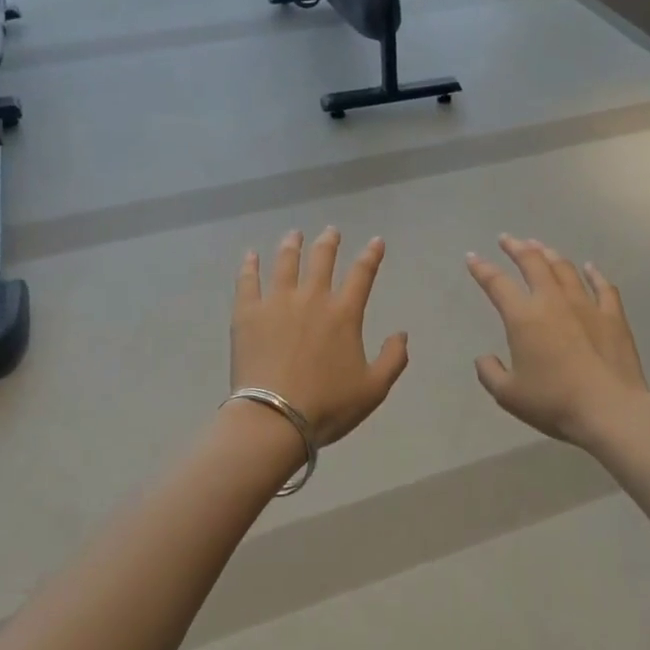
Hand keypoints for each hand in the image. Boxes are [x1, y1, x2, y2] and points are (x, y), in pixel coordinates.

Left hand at [232, 228, 408, 445]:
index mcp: (344, 313)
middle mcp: (312, 298)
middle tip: (331, 231)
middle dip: (329, 242)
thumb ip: (393, 359)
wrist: (275, 418)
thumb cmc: (327, 405)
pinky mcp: (248, 312)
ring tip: (294, 235)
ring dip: (292, 245)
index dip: (371, 255)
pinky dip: (250, 265)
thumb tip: (402, 333)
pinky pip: (248, 280)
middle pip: (322, 259)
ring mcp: (277, 302)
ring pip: (286, 262)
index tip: (376, 241)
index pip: (362, 274)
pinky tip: (250, 255)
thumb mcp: (374, 389)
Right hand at [466, 235, 649, 445]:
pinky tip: (590, 267)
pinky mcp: (613, 316)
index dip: (482, 268)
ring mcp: (586, 305)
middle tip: (507, 239)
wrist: (610, 411)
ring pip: (565, 269)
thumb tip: (484, 358)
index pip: (497, 284)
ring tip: (540, 247)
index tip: (473, 256)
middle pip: (533, 263)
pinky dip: (595, 274)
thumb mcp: (509, 395)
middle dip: (517, 247)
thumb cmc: (555, 402)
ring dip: (549, 254)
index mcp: (523, 317)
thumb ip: (490, 373)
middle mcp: (552, 301)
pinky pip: (603, 287)